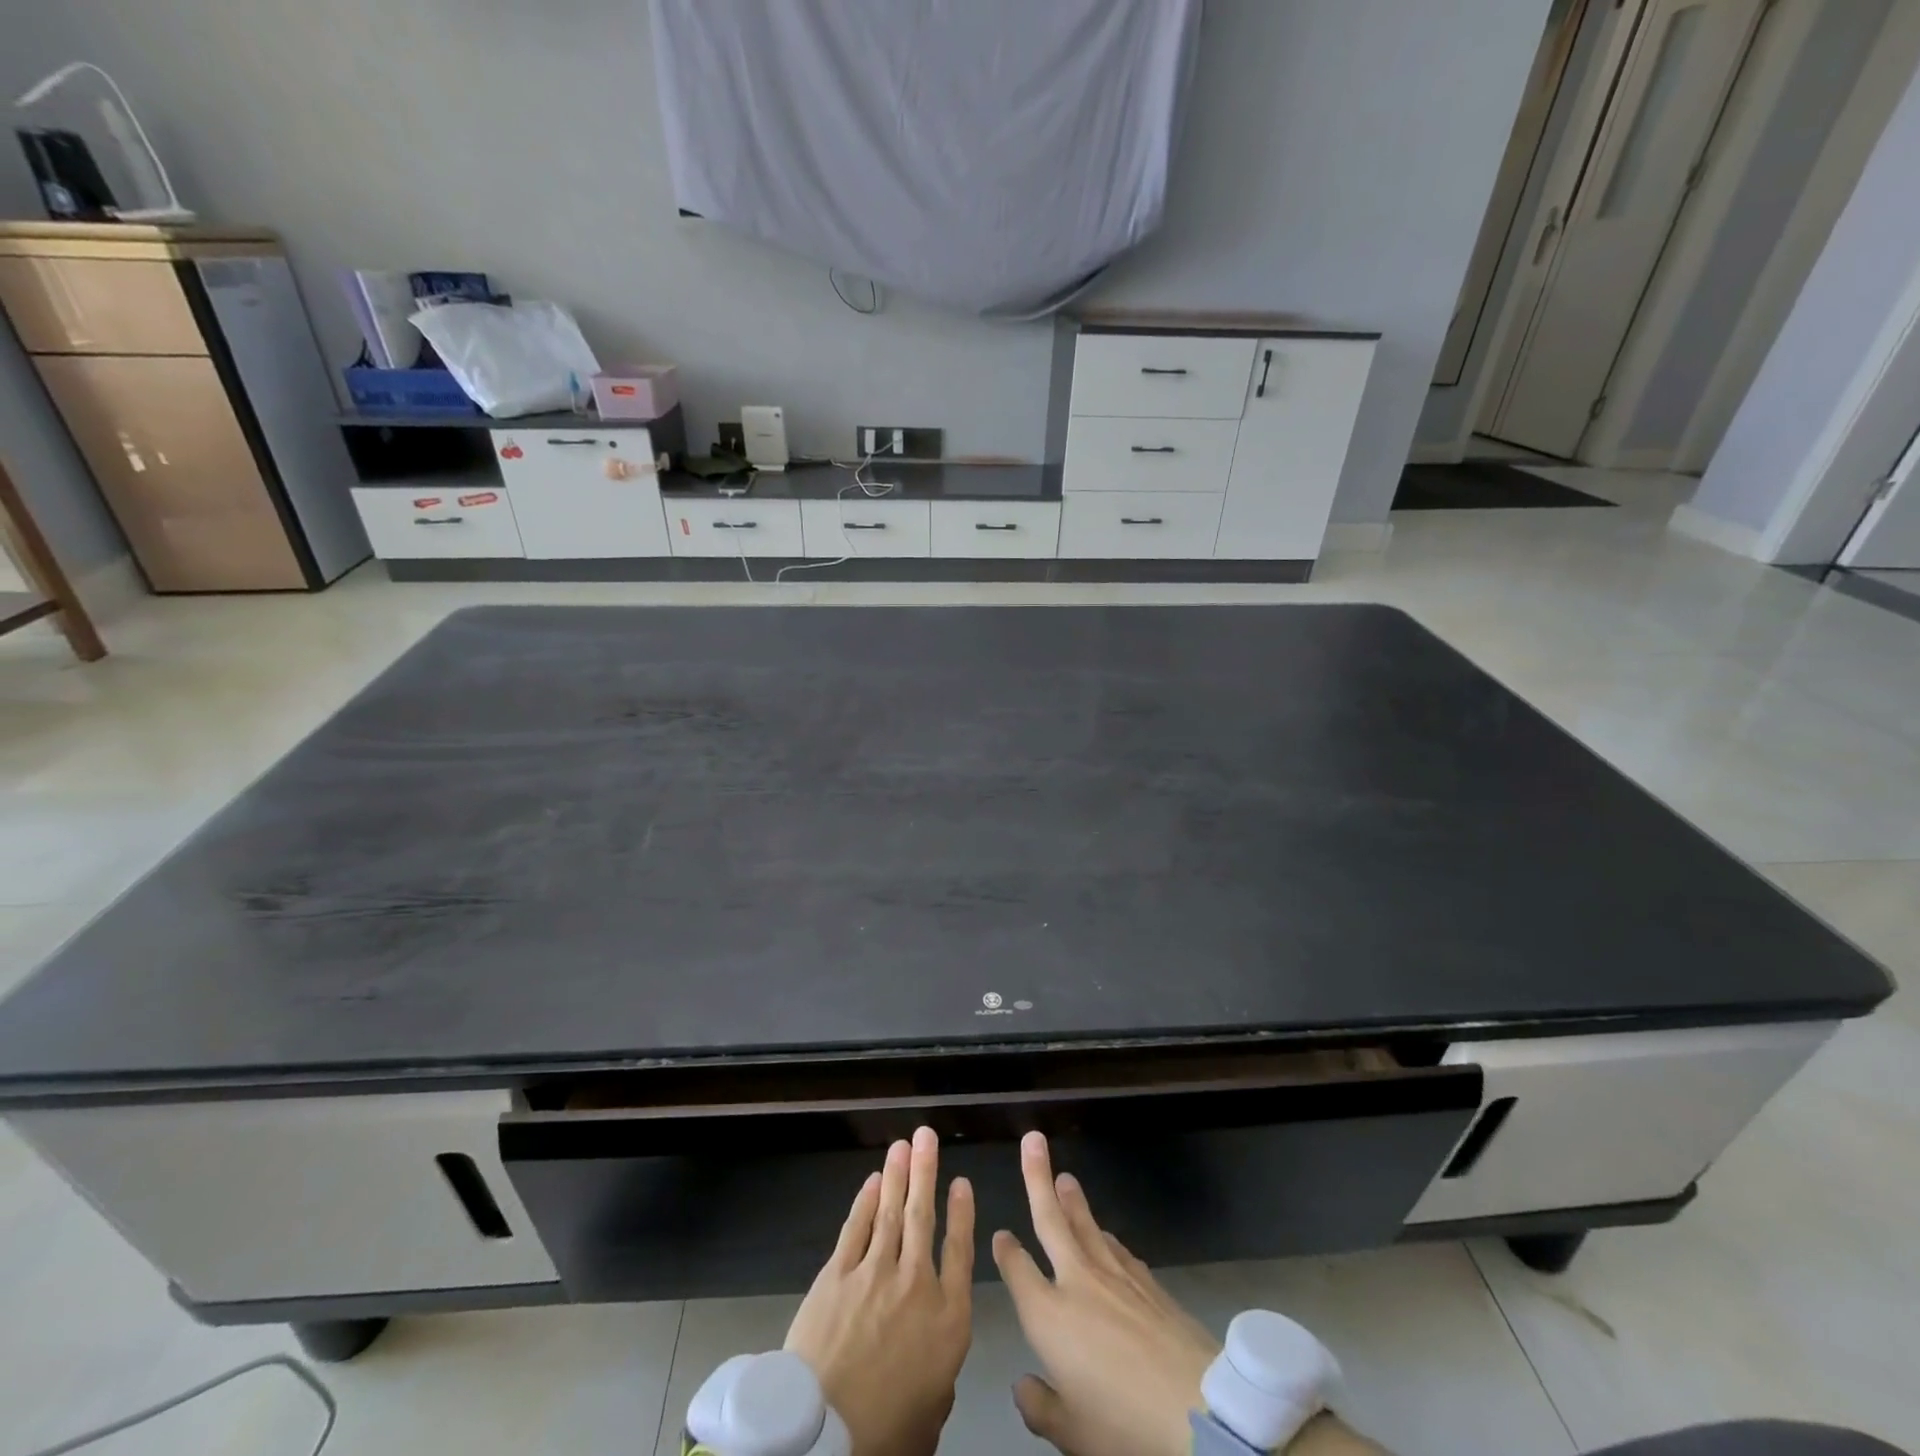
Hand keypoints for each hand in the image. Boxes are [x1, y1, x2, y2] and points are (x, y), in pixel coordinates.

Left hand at [786, 1127, 974, 1455]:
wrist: (824, 1436)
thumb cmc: (886, 1433)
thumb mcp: (932, 1412)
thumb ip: (939, 1376)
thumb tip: (934, 1364)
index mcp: (947, 1319)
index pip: (960, 1252)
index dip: (961, 1214)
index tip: (962, 1182)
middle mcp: (915, 1284)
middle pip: (923, 1217)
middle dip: (926, 1172)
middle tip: (927, 1136)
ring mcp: (874, 1273)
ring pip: (889, 1211)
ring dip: (897, 1174)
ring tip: (903, 1144)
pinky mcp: (837, 1275)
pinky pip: (855, 1228)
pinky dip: (864, 1201)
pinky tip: (871, 1181)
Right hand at [993, 1132, 1220, 1455]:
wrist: (1197, 1412)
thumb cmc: (1124, 1425)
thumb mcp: (1072, 1434)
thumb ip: (1041, 1407)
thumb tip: (1023, 1386)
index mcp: (1048, 1316)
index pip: (1018, 1271)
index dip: (1006, 1251)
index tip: (1000, 1235)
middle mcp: (1077, 1282)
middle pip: (1051, 1220)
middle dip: (1038, 1177)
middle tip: (1033, 1140)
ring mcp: (1115, 1276)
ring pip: (1086, 1225)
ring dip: (1073, 1199)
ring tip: (1064, 1176)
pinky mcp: (1148, 1282)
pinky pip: (1118, 1249)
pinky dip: (1105, 1237)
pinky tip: (1105, 1234)